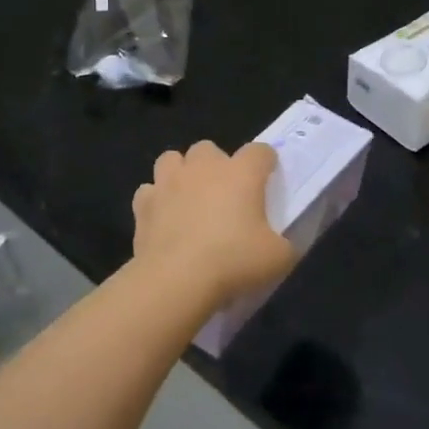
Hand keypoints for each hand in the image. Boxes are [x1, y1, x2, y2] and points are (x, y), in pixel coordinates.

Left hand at [132, 141, 295, 305]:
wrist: (177, 280)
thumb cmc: (234, 261)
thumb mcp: (278, 258)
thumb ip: (285, 245)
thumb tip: (281, 245)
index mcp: (241, 173)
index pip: (260, 151)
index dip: (266, 163)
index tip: (268, 180)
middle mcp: (203, 168)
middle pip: (209, 148)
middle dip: (216, 165)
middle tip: (225, 194)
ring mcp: (168, 183)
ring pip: (172, 159)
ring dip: (181, 173)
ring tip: (189, 198)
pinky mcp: (143, 204)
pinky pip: (148, 191)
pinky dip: (156, 201)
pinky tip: (164, 219)